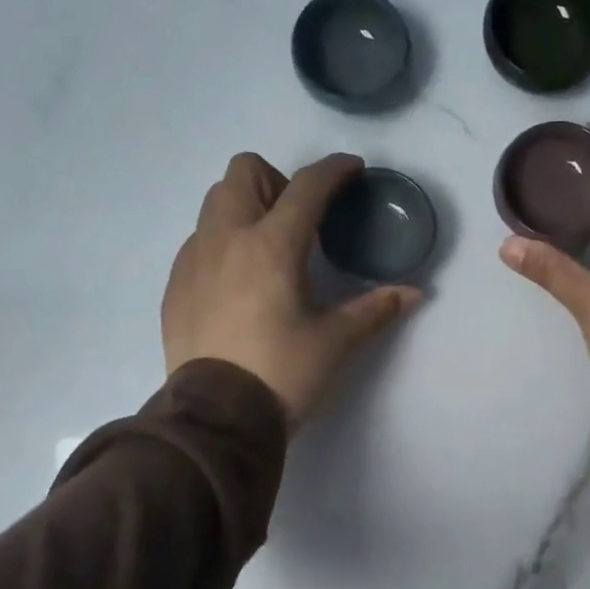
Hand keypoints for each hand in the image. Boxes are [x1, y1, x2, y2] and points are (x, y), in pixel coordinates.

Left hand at [163, 152, 420, 423]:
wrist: (216, 419)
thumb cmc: (282, 374)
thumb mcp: (335, 343)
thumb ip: (374, 310)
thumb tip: (414, 293)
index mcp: (271, 246)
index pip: (306, 187)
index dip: (333, 170)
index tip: (351, 169)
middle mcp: (226, 239)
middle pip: (243, 172)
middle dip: (277, 181)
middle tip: (299, 220)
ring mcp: (193, 260)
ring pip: (215, 204)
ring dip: (245, 208)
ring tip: (268, 250)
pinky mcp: (175, 286)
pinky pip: (199, 242)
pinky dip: (223, 244)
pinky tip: (239, 284)